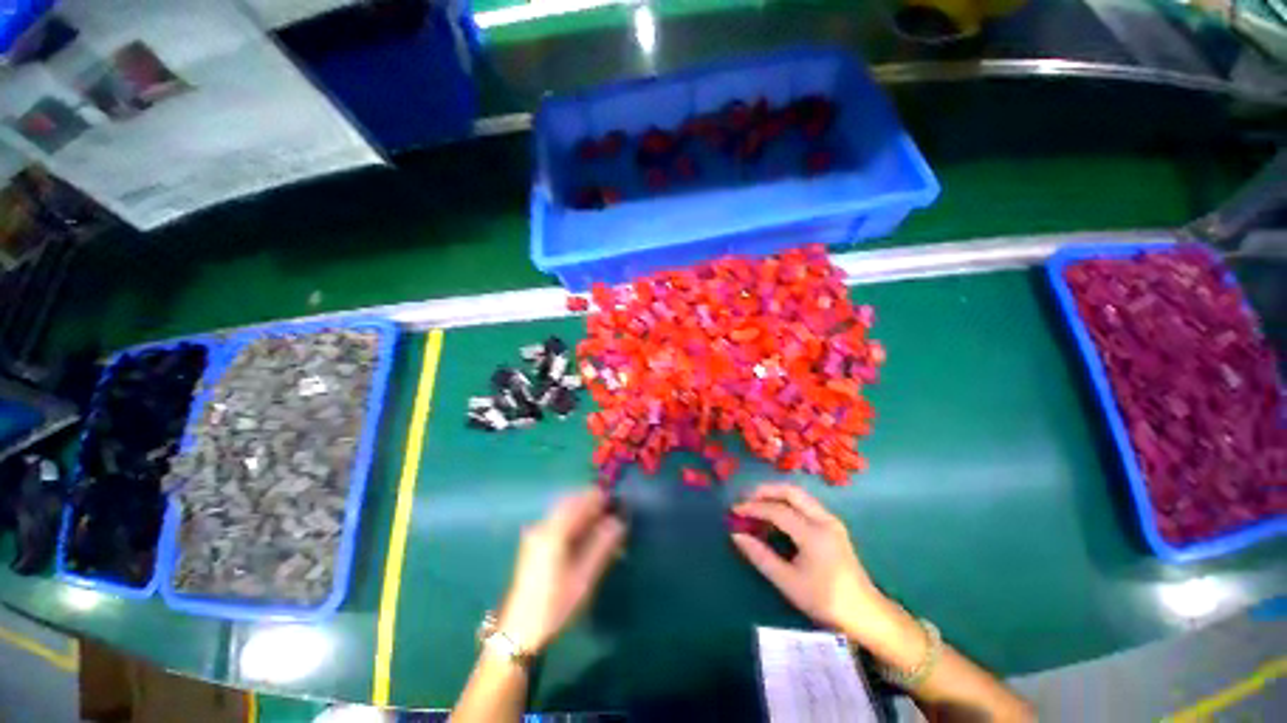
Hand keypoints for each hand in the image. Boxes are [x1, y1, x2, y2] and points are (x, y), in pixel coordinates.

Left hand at [497, 488, 626, 654]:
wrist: (519, 630)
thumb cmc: (554, 606)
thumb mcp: (583, 579)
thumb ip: (601, 547)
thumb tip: (618, 522)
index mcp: (553, 535)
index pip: (577, 503)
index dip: (595, 497)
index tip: (613, 499)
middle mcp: (541, 527)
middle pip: (567, 501)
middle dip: (588, 500)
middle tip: (608, 509)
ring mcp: (535, 534)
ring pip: (561, 509)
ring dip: (580, 508)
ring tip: (598, 519)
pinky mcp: (533, 542)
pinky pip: (556, 519)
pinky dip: (571, 517)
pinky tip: (582, 530)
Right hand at [730, 483, 888, 639]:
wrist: (865, 613)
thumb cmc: (825, 600)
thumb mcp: (788, 582)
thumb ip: (760, 556)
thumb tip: (736, 535)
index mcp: (813, 534)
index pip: (777, 510)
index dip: (753, 508)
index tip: (734, 510)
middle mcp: (824, 519)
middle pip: (791, 492)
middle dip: (766, 491)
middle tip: (746, 498)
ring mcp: (831, 520)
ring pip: (799, 495)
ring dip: (776, 494)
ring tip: (757, 503)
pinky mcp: (833, 525)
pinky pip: (806, 504)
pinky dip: (787, 502)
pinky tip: (776, 514)